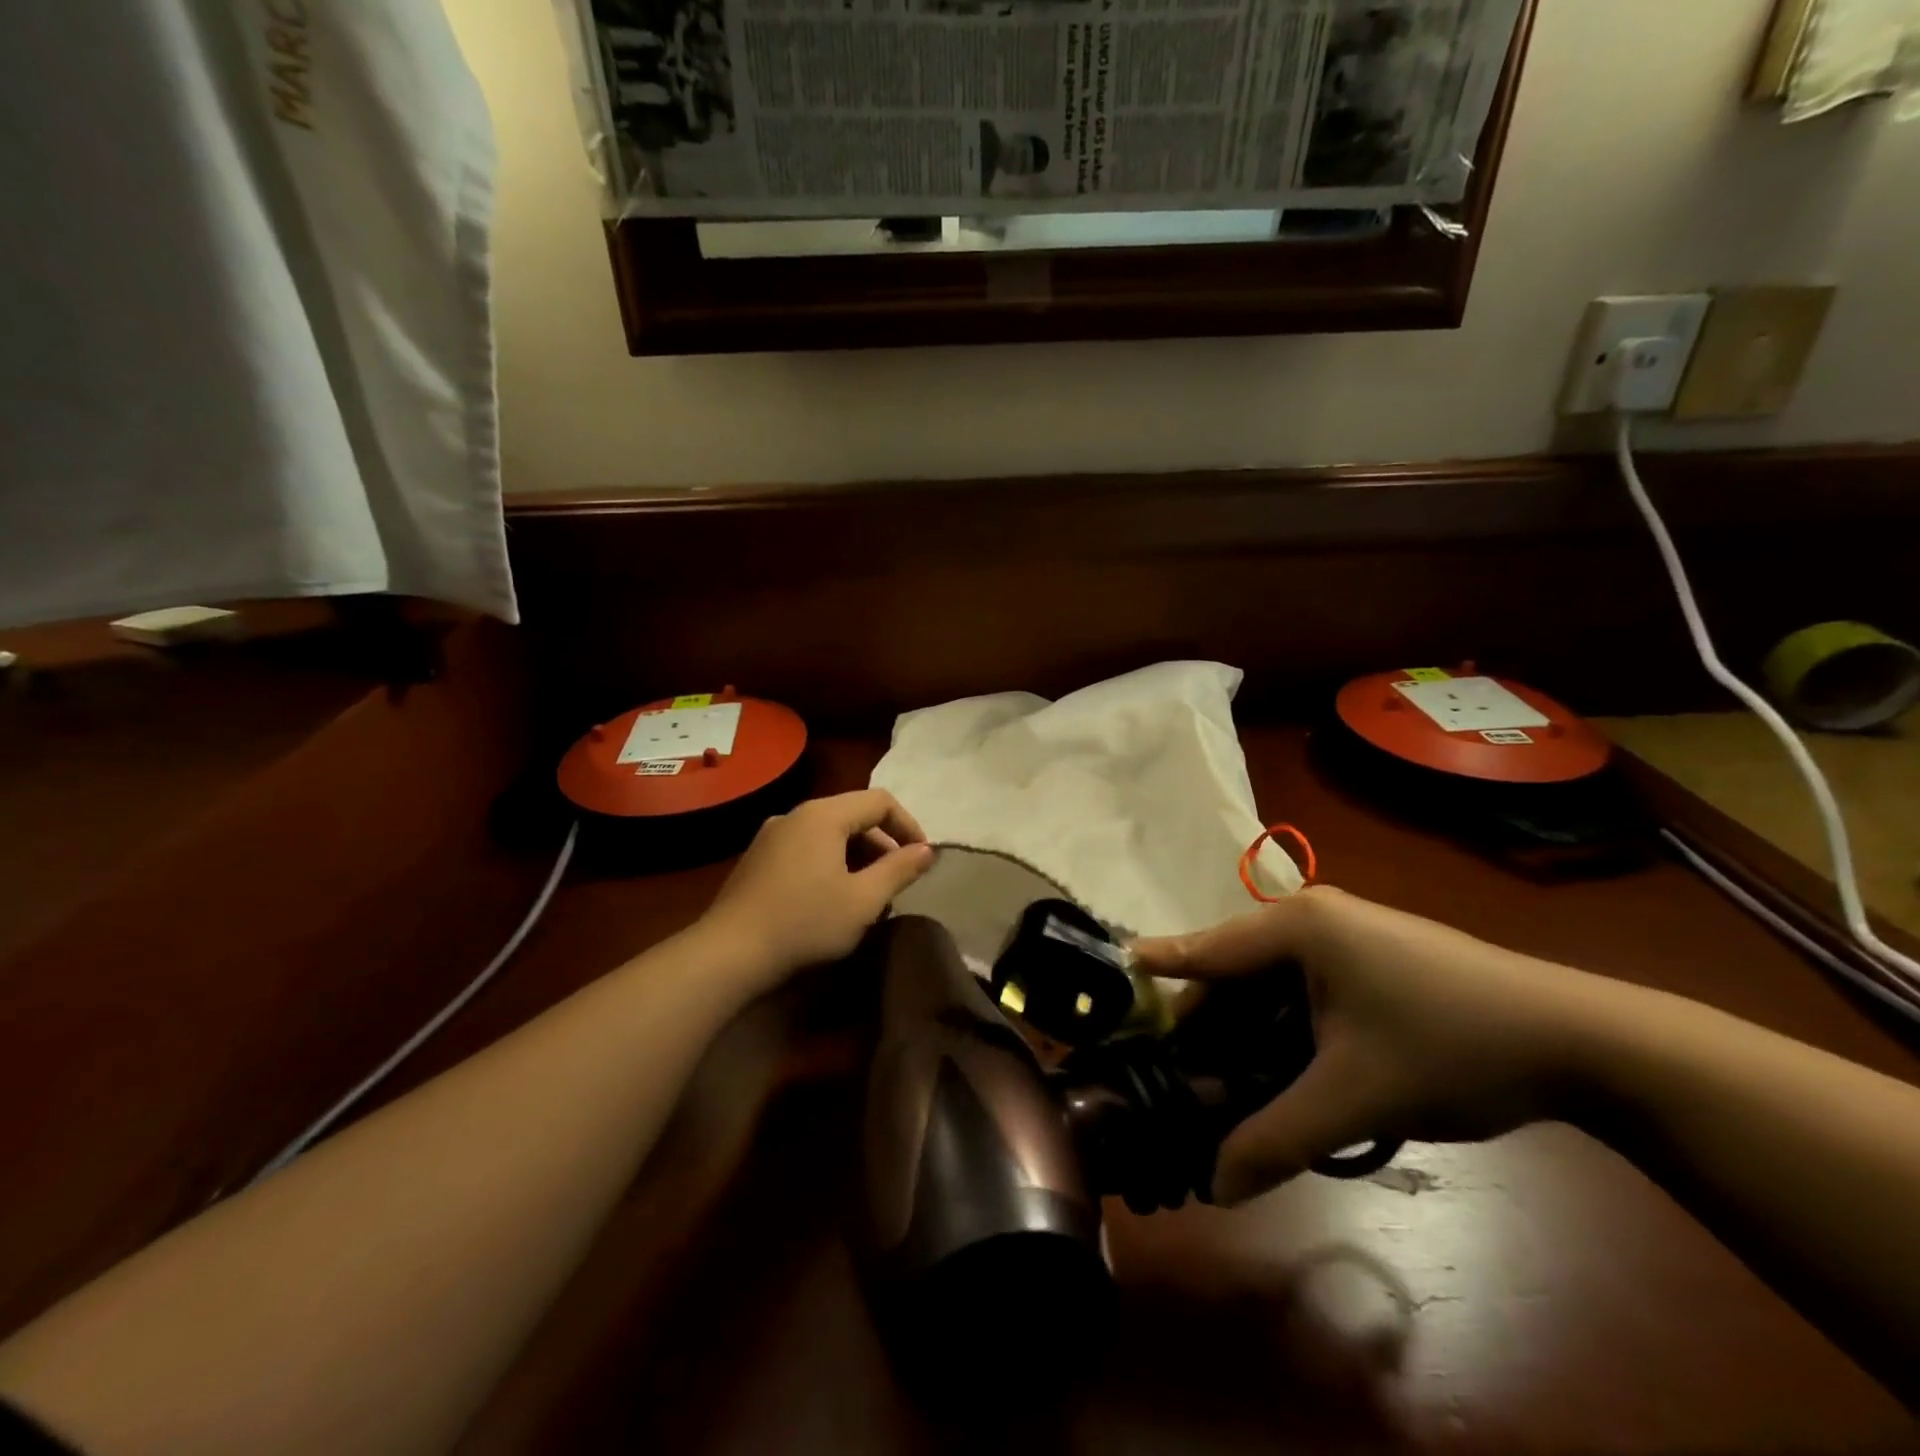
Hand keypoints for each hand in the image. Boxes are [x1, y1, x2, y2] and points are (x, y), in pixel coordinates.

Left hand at [703, 790, 934, 990]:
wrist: (728, 955)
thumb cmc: (805, 923)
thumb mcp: (864, 900)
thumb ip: (900, 869)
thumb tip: (928, 850)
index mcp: (823, 815)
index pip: (880, 801)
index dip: (908, 826)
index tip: (922, 860)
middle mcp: (796, 815)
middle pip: (853, 815)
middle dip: (883, 846)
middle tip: (896, 883)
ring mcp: (771, 836)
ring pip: (829, 835)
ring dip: (857, 858)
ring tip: (868, 897)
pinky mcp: (757, 859)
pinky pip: (806, 849)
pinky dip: (830, 865)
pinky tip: (832, 901)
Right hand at [1133, 886, 1622, 1205]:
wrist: (1579, 1040)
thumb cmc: (1448, 1046)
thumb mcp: (1354, 1097)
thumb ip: (1276, 1138)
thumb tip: (1214, 1186)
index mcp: (1298, 926)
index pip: (1207, 948)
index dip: (1159, 965)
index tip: (1112, 972)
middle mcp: (1314, 916)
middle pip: (1237, 969)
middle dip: (1208, 1022)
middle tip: (1179, 1073)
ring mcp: (1348, 932)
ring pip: (1272, 981)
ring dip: (1249, 1028)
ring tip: (1226, 1081)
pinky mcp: (1373, 954)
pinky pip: (1306, 985)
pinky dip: (1286, 1023)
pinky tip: (1284, 1064)